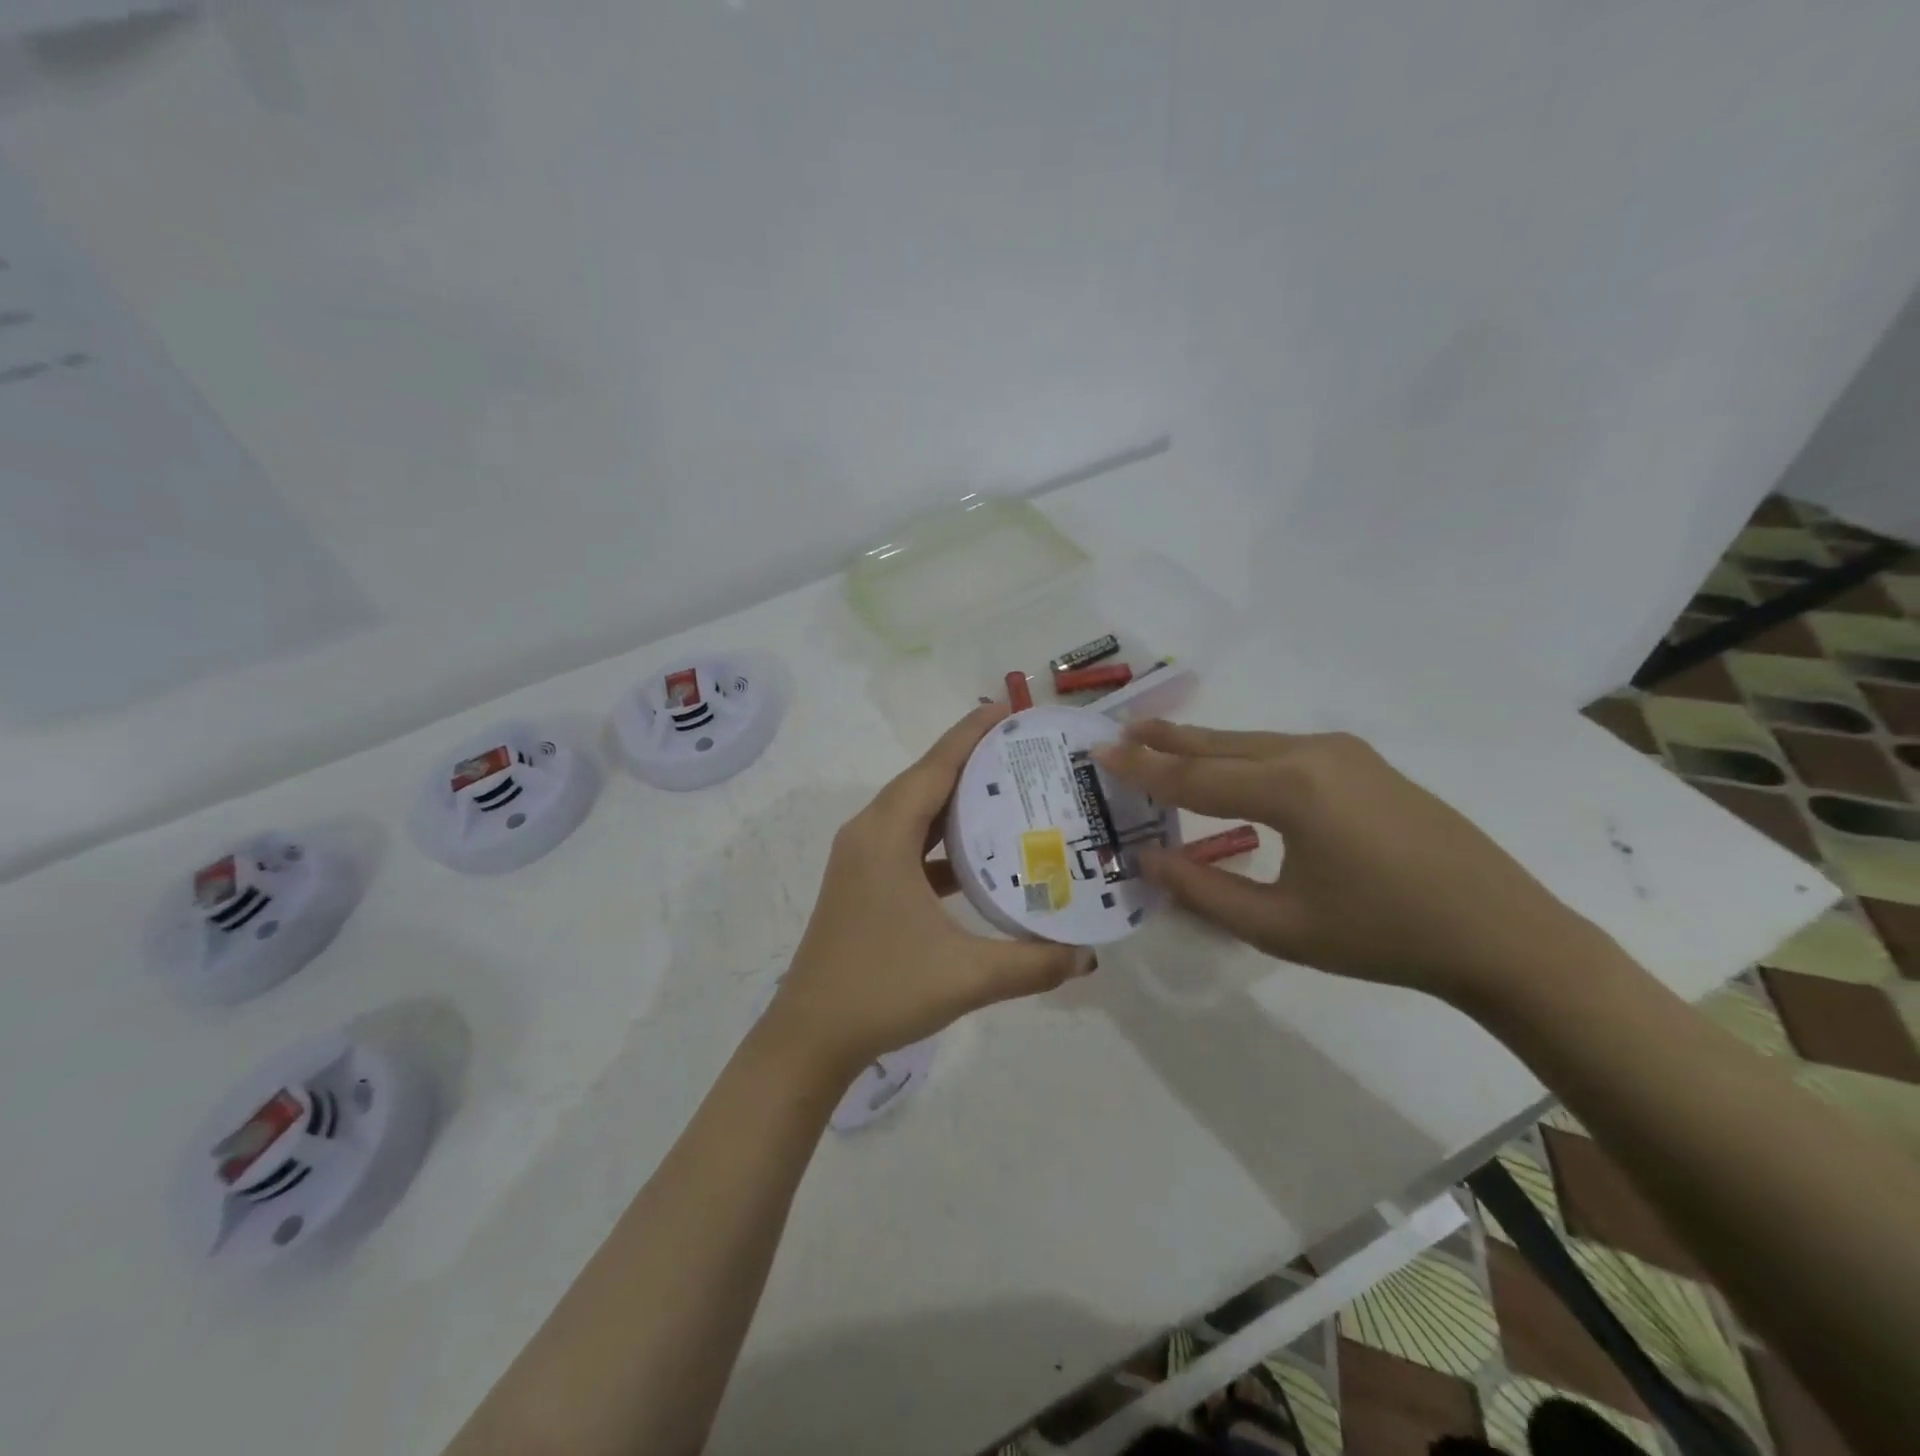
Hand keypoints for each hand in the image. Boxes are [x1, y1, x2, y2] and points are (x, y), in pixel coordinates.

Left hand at [766, 703, 1087, 1078]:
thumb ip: (1033, 963)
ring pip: (916, 813)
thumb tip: (1088, 957)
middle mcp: (870, 834)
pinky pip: (909, 843)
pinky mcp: (864, 883)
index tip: (1009, 709)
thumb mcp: (966, 976)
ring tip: (1011, 793)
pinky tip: (980, 856)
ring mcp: (862, 859)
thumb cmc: (882, 990)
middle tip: (1026, 751)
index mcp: (886, 834)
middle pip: (925, 781)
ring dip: (957, 801)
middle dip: (972, 761)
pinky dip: (943, 839)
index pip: (935, 766)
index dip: (972, 734)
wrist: (810, 1037)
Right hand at [1093, 722, 1600, 1005]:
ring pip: (1252, 743)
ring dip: (1203, 746)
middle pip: (1220, 744)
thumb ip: (1205, 890)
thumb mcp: (1281, 927)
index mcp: (1291, 789)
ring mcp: (1344, 754)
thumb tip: (1147, 862)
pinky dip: (1241, 756)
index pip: (1194, 776)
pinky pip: (1283, 751)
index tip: (1098, 752)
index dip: (1142, 768)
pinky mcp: (1363, 764)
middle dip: (1167, 739)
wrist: (1503, 934)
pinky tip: (1227, 767)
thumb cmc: (1385, 936)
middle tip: (1119, 730)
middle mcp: (1313, 754)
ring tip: (1159, 742)